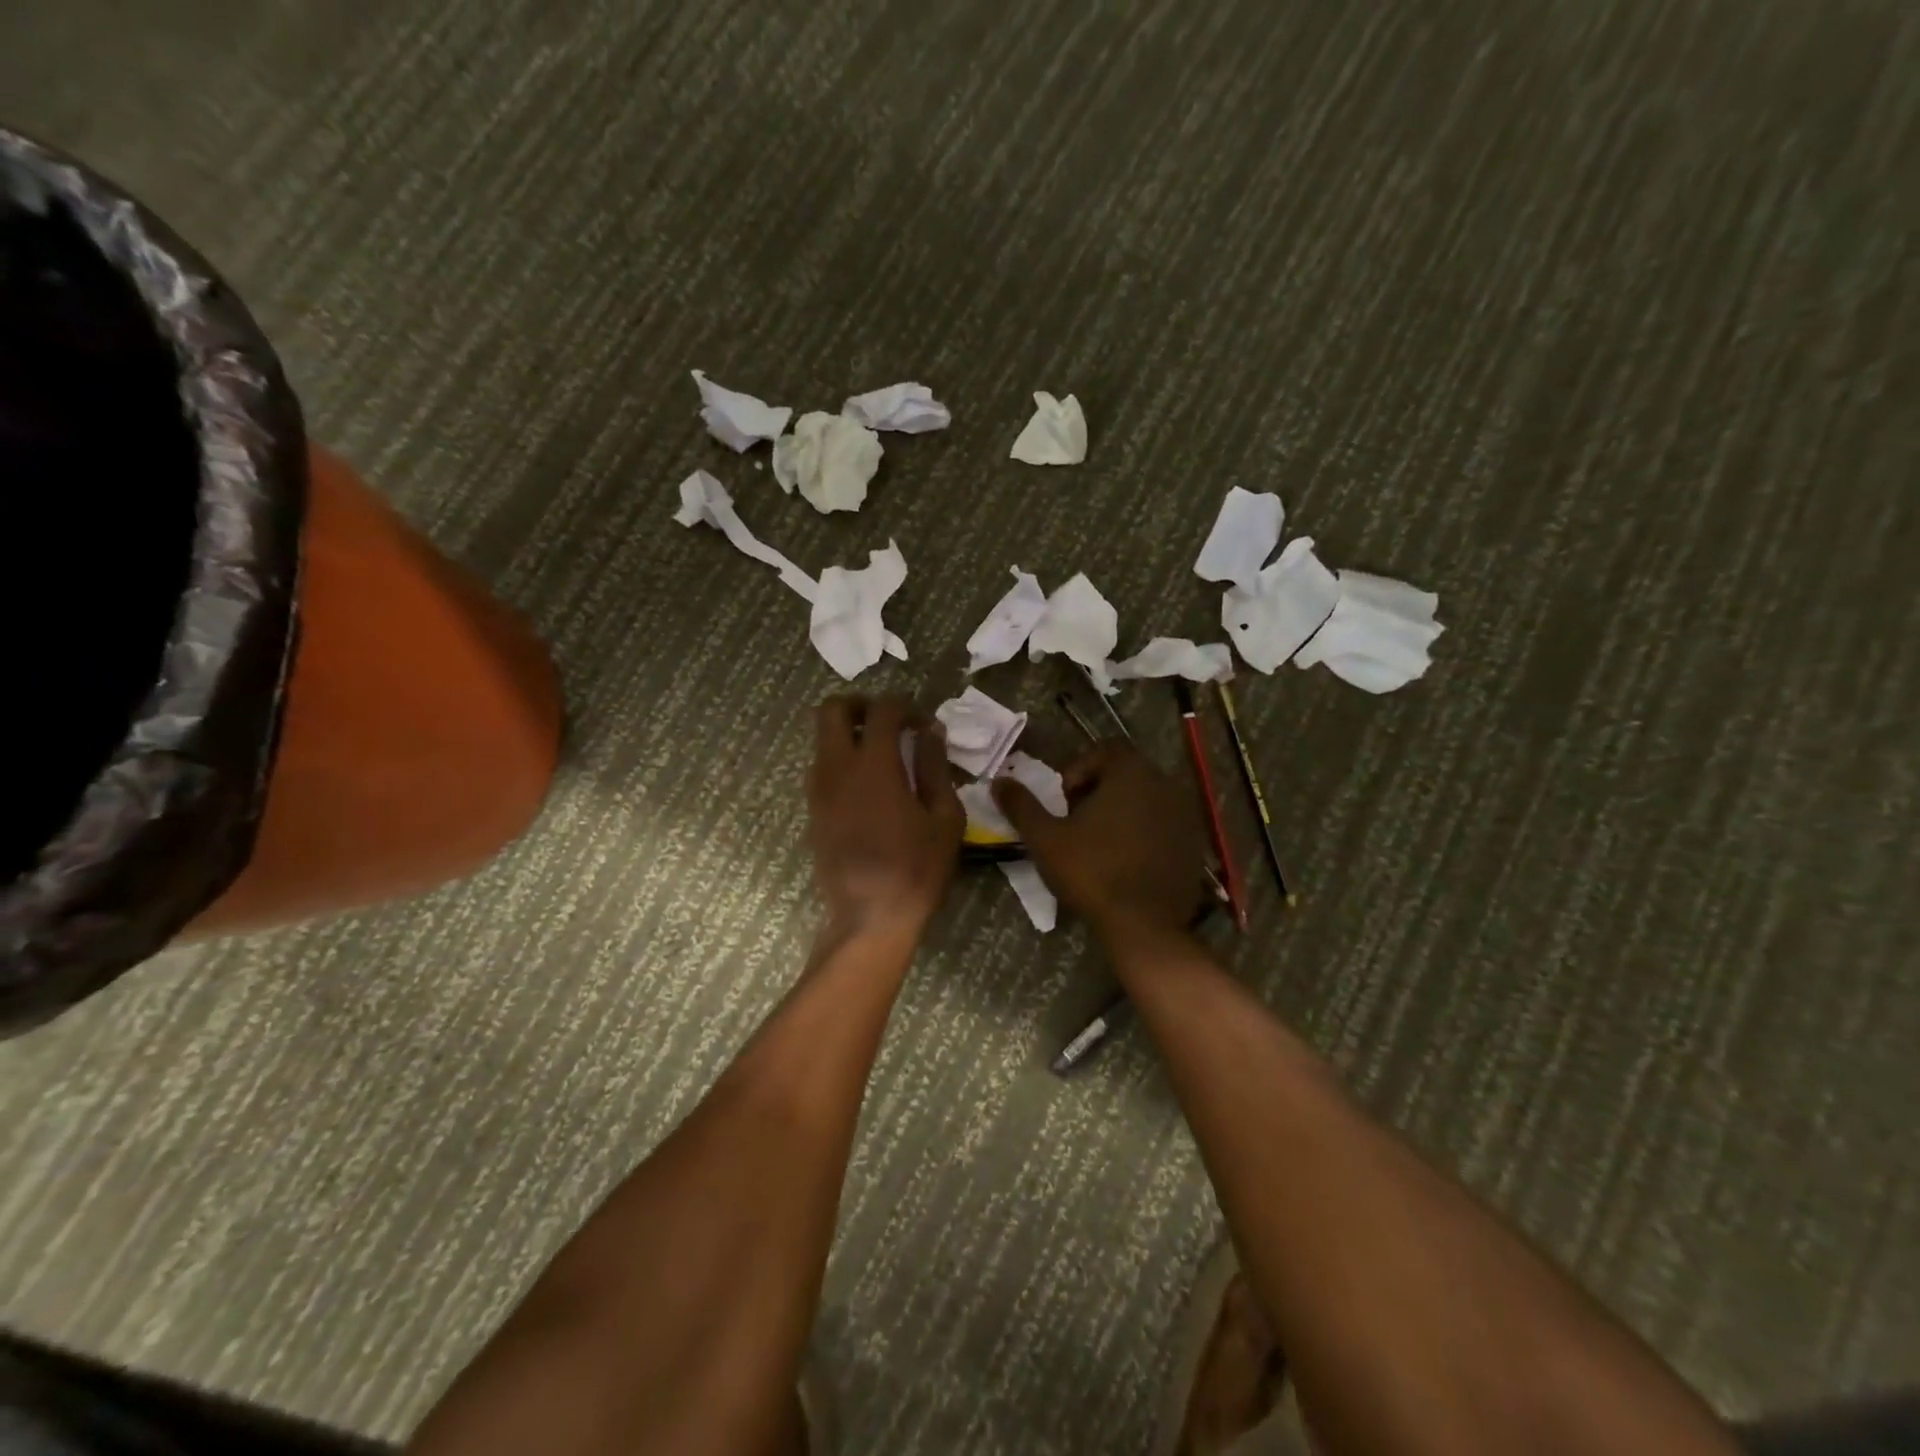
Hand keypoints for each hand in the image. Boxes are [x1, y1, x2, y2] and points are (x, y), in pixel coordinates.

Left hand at [807, 696, 963, 934]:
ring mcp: (818, 790)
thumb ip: (936, 767)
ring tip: (882, 756)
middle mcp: (837, 768)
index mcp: (874, 765)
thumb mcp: (944, 818)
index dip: (905, 706)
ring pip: (821, 738)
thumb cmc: (917, 869)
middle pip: (832, 709)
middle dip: (860, 704)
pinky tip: (869, 787)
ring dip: (848, 733)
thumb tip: (931, 732)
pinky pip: (821, 767)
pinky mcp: (812, 811)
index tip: (922, 724)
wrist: (870, 918)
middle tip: (888, 722)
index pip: (882, 710)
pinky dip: (841, 760)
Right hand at [993, 742, 1210, 935]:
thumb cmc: (1091, 872)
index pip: (1104, 750)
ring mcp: (1185, 815)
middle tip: (1077, 823)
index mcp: (1131, 773)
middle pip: (1126, 773)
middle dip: (1098, 792)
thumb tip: (999, 781)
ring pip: (1145, 800)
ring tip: (1099, 844)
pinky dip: (1143, 834)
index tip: (1064, 801)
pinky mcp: (1194, 845)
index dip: (1079, 770)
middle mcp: (1165, 785)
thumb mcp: (1045, 838)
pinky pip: (1163, 826)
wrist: (1143, 925)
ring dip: (1121, 813)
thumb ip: (1021, 805)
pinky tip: (1126, 863)